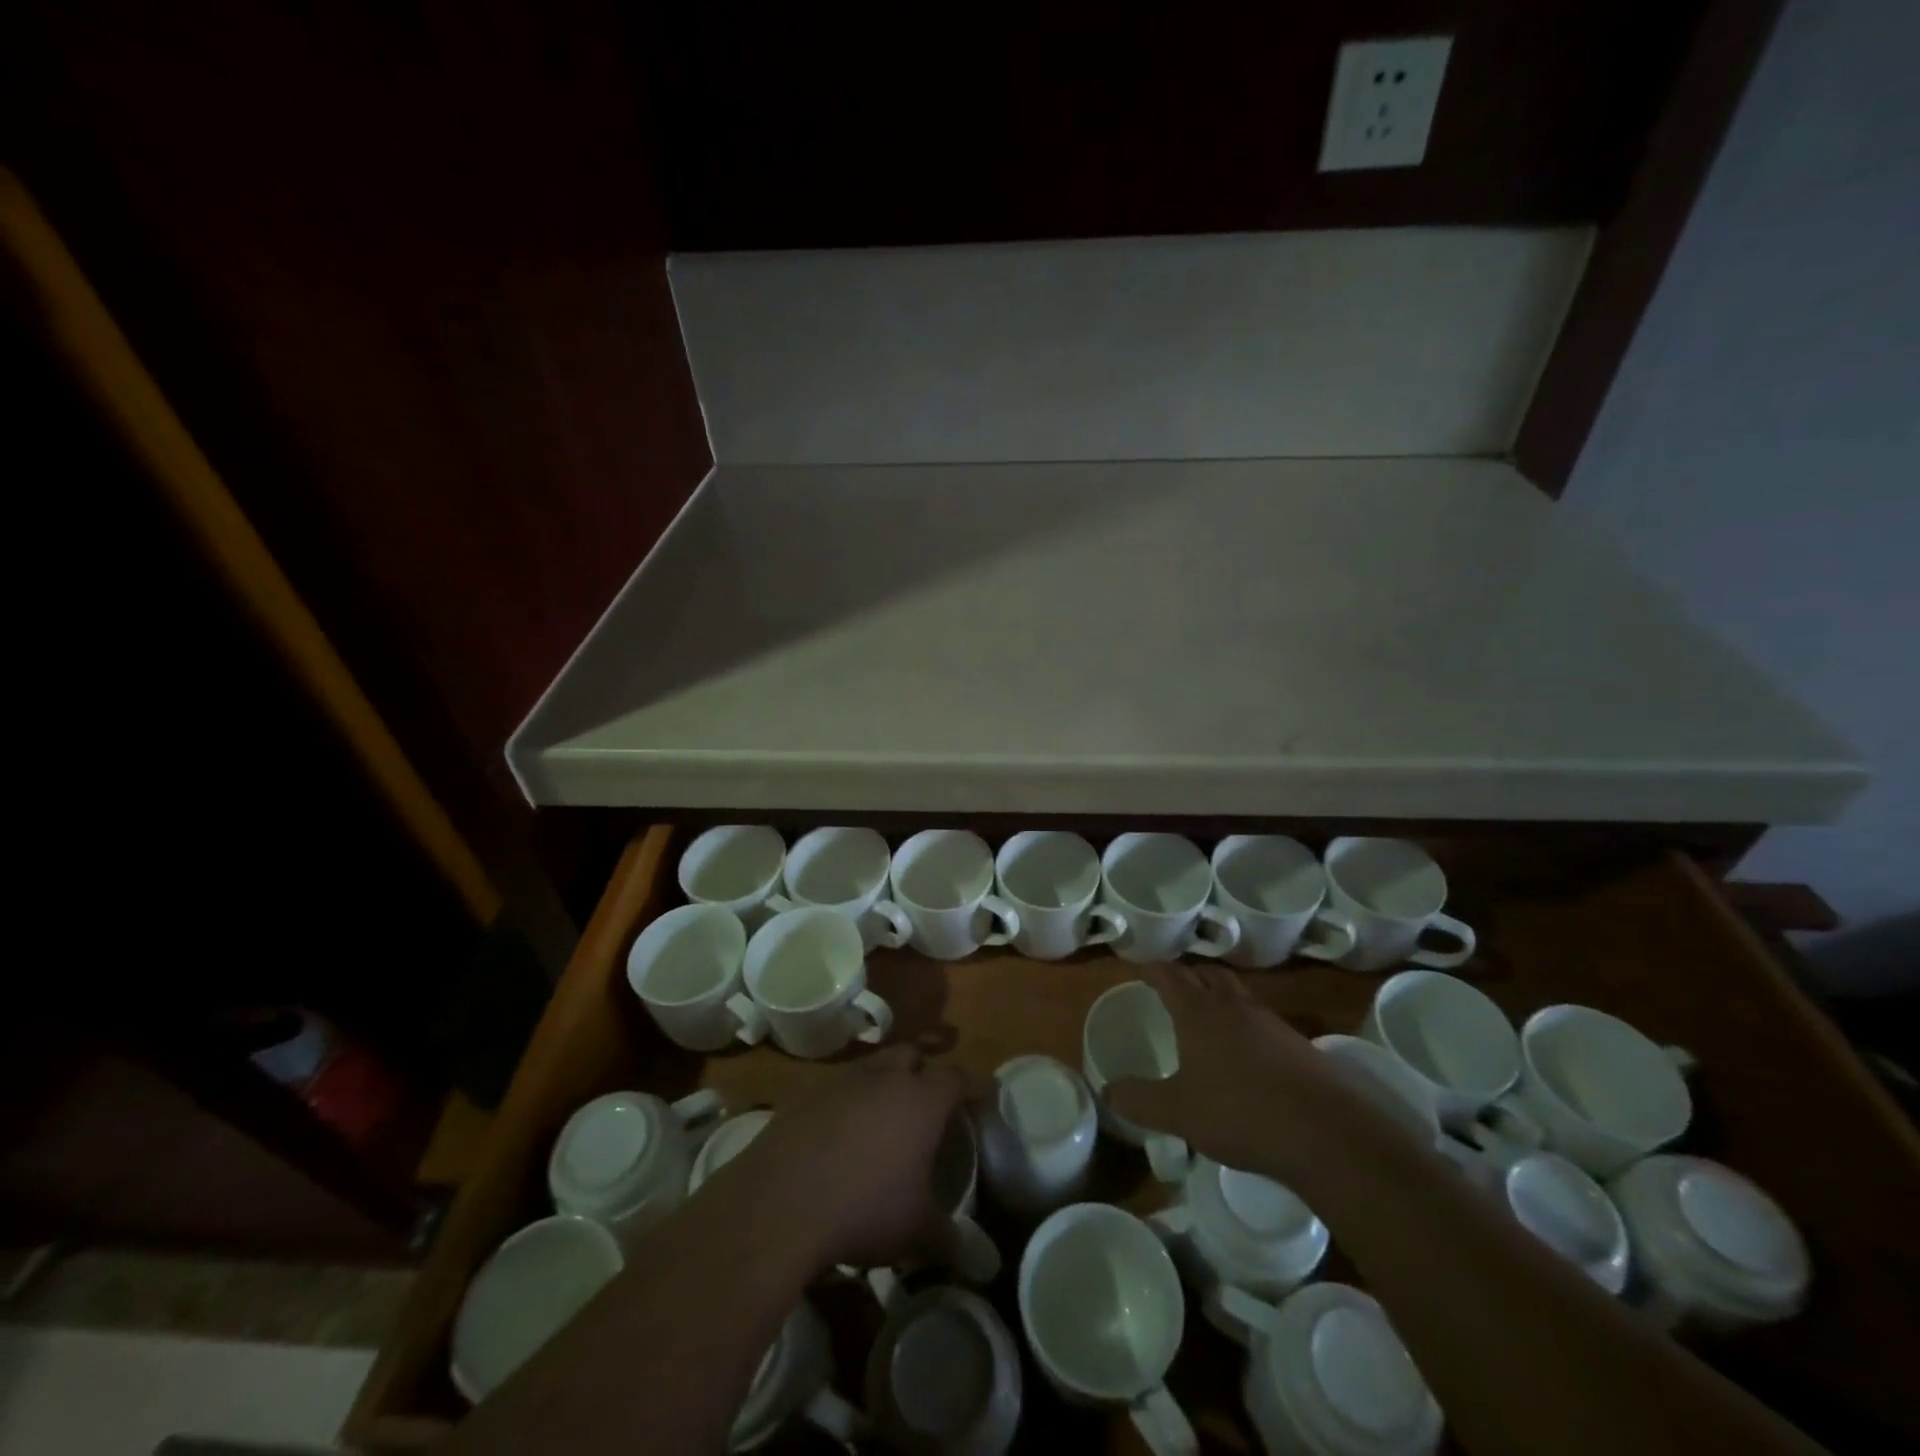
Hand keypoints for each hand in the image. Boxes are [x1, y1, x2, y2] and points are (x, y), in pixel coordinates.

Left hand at [725, 1047, 968, 1271]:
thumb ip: (950, 1239)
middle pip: (912, 1056)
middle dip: (921, 1074)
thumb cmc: (865, 1209)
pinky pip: (835, 1086)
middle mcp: (885, 1077)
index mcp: (922, 1100)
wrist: (781, 1202)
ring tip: (879, 1121)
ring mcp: (842, 1080)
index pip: (956, 1076)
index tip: (972, 1106)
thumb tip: (978, 1260)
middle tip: (924, 1108)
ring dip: (880, 1084)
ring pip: (872, 1066)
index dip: (968, 1088)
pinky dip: (843, 1102)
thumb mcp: (915, 1231)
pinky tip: (837, 1136)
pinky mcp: (806, 1092)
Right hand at [1104, 965, 1373, 1182]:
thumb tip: (1106, 1093)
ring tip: (1208, 1015)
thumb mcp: (1178, 1112)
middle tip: (1174, 985)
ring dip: (1220, 996)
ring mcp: (1271, 1023)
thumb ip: (1139, 1101)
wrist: (1324, 1132)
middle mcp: (1234, 1007)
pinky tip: (1246, 1054)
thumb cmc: (1240, 1112)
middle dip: (1189, 974)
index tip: (1140, 967)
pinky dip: (1246, 1025)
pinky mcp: (1298, 1046)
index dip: (1153, 968)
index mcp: (1199, 1012)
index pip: (1170, 975)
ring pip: (1239, 995)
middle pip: (1209, 974)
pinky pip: (1262, 1022)